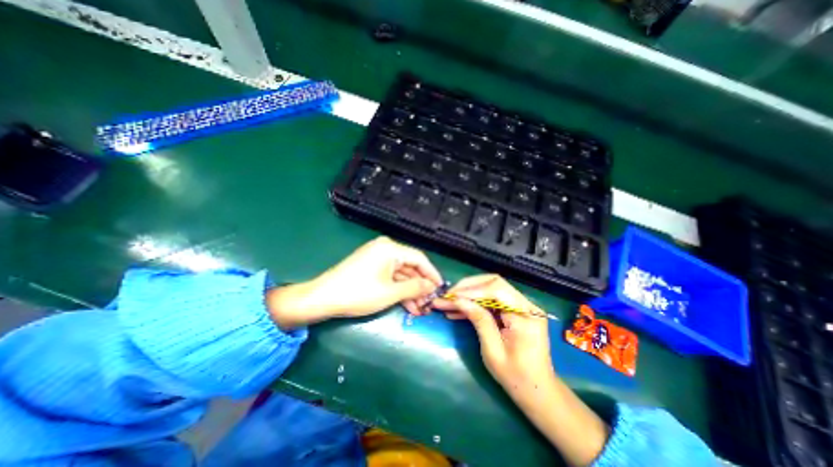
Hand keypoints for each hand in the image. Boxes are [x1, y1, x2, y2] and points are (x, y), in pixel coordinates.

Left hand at [266, 238, 440, 328]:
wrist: (322, 298)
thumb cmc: (358, 293)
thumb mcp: (390, 292)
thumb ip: (415, 287)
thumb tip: (431, 286)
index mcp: (390, 248)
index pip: (419, 259)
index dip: (432, 274)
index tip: (440, 288)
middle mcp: (385, 249)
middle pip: (410, 267)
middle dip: (420, 286)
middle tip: (429, 303)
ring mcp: (377, 258)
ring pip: (400, 274)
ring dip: (410, 291)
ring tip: (420, 309)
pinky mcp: (371, 267)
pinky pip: (390, 277)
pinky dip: (398, 290)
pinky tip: (407, 305)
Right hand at [434, 275, 610, 465]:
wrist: (537, 390)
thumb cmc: (517, 377)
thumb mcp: (493, 351)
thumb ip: (479, 320)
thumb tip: (459, 300)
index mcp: (526, 315)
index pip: (496, 290)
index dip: (471, 290)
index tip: (451, 296)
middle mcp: (527, 305)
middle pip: (494, 283)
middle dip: (468, 287)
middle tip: (448, 295)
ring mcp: (521, 306)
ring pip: (490, 289)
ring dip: (468, 294)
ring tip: (447, 303)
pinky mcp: (515, 310)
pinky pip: (491, 300)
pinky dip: (475, 303)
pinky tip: (458, 310)